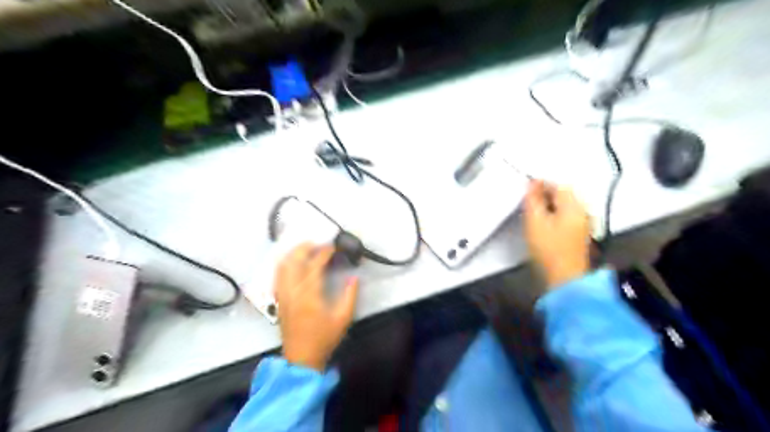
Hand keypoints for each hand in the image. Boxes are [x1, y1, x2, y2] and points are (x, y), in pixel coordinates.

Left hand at [276, 243, 361, 370]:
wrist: (301, 358)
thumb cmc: (324, 338)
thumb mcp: (343, 318)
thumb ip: (350, 295)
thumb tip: (354, 277)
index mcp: (309, 295)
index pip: (314, 266)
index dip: (324, 253)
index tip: (332, 247)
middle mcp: (293, 291)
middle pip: (293, 261)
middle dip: (304, 248)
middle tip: (317, 243)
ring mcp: (283, 295)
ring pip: (282, 267)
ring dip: (293, 254)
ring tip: (304, 249)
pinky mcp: (279, 300)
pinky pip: (278, 276)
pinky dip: (285, 264)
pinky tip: (292, 262)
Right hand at [520, 180, 590, 289]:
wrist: (564, 278)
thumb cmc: (549, 248)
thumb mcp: (535, 221)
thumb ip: (533, 199)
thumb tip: (532, 183)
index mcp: (575, 205)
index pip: (558, 185)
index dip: (541, 184)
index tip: (526, 190)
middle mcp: (584, 211)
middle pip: (564, 194)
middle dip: (546, 195)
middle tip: (529, 203)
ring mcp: (584, 224)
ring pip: (565, 206)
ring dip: (550, 206)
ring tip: (534, 214)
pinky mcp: (580, 235)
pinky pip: (567, 217)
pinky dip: (555, 216)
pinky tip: (545, 226)